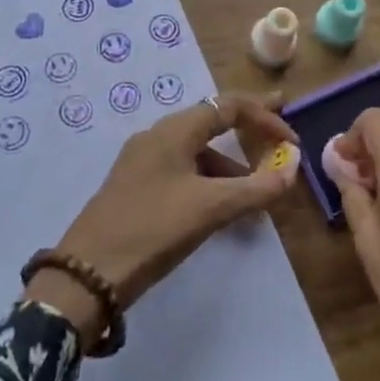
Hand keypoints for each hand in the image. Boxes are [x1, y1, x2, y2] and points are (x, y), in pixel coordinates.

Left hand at [23, 93, 300, 345]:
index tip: (291, 138)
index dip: (265, 117)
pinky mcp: (136, 186)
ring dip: (230, 165)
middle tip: (279, 136)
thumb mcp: (209, 209)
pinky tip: (221, 209)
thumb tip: (290, 171)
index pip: (228, 106)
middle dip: (248, 129)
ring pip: (198, 151)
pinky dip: (209, 182)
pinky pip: (183, 171)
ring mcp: (144, 160)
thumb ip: (254, 189)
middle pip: (212, 121)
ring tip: (256, 193)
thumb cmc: (152, 229)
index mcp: (175, 130)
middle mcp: (158, 135)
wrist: (87, 274)